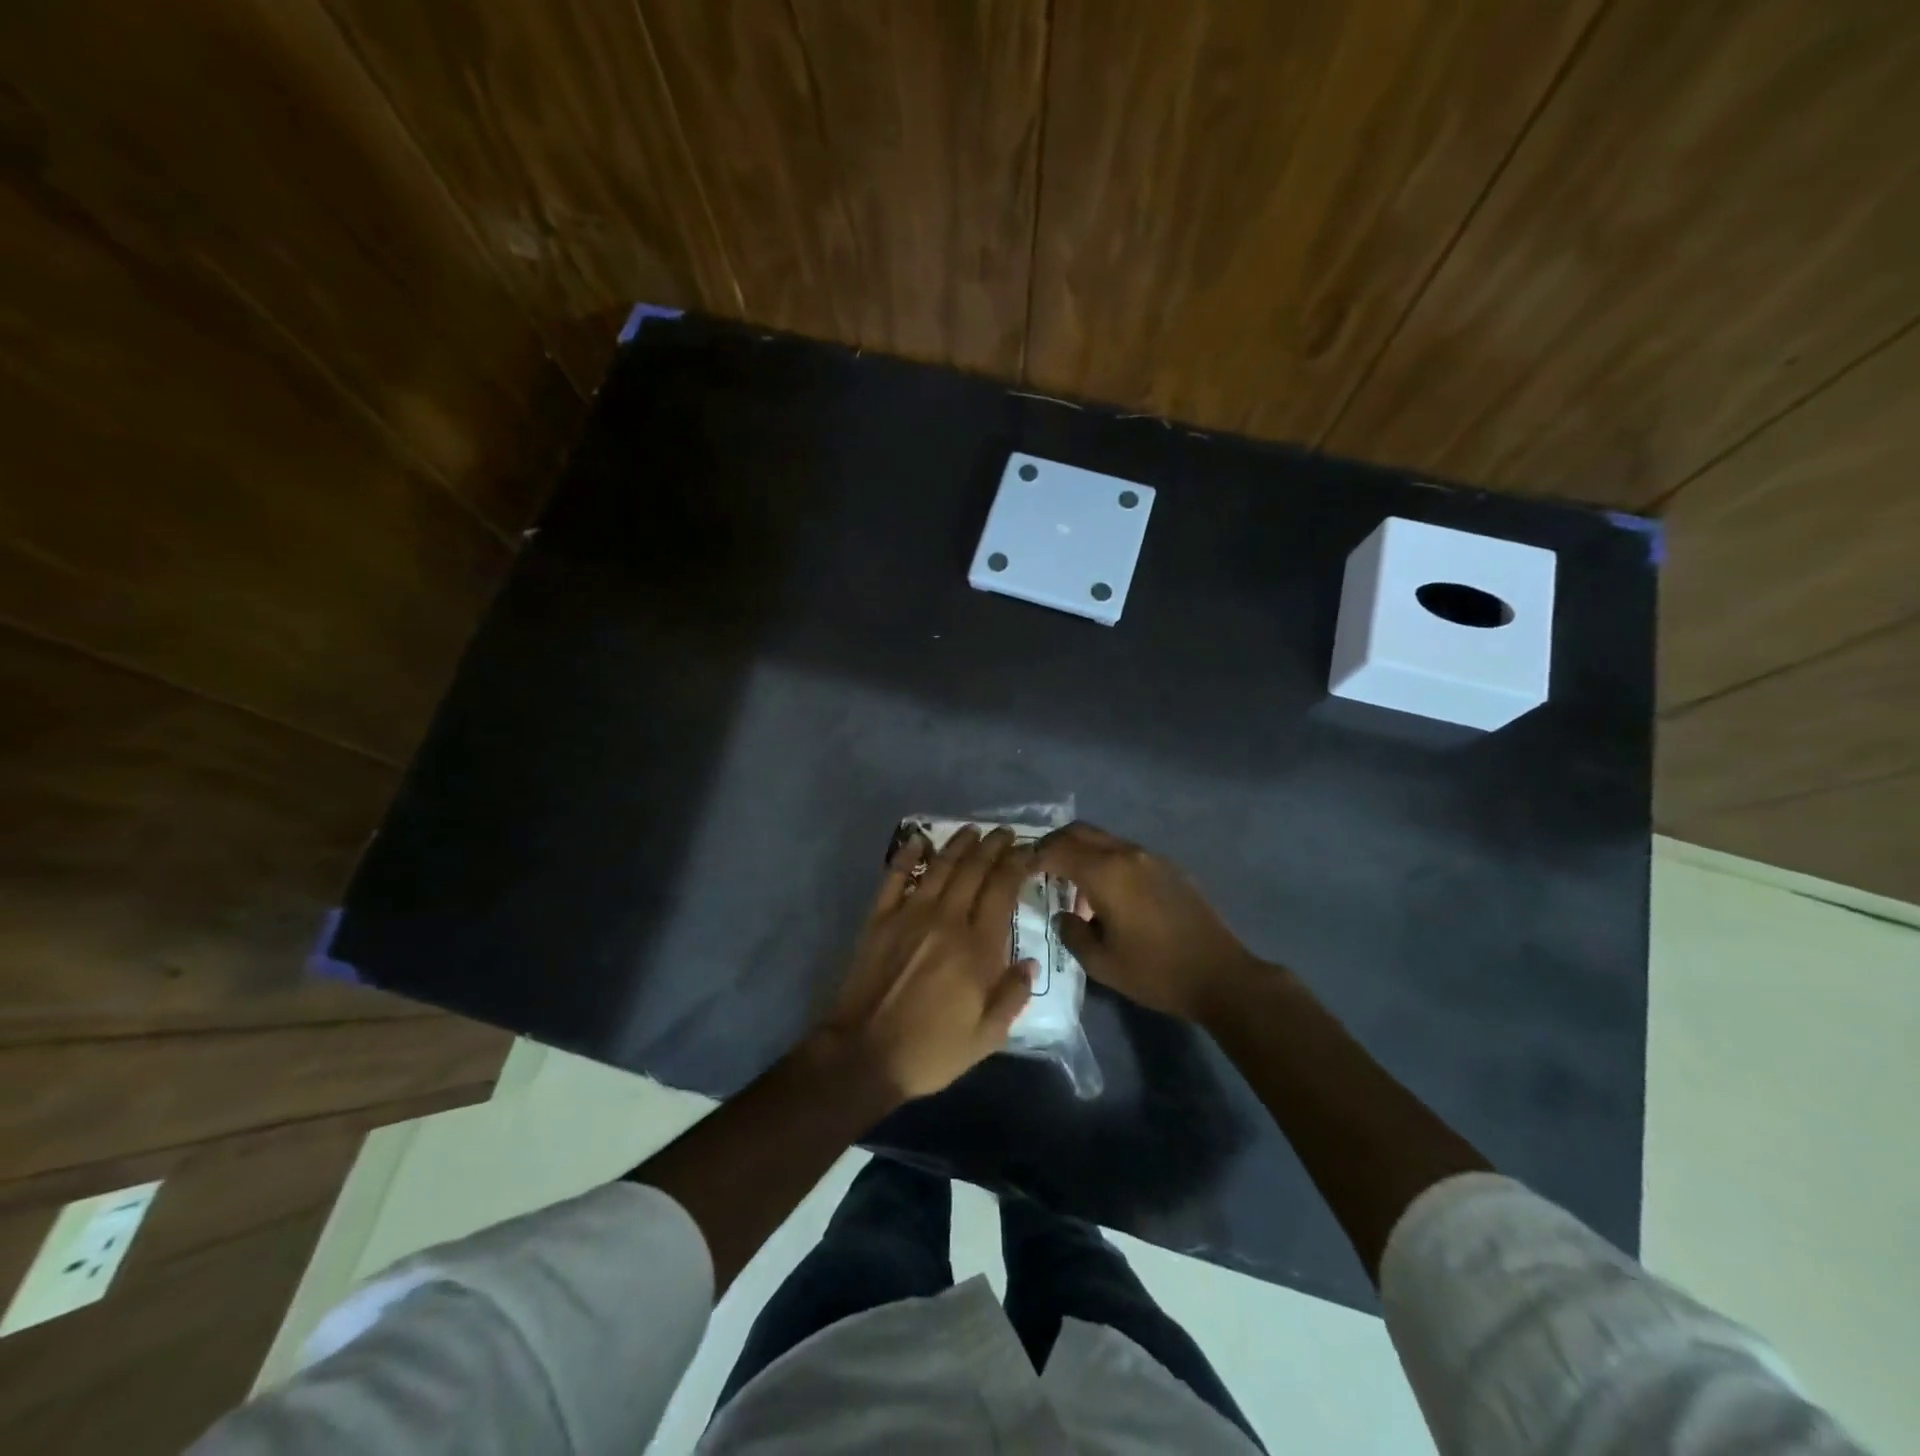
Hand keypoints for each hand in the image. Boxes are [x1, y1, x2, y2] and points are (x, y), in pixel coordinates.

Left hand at [821, 825, 1035, 1101]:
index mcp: (977, 947)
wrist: (865, 1054)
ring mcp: (909, 914)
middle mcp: (947, 920)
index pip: (1002, 889)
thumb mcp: (987, 1036)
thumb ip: (1012, 995)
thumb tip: (1030, 961)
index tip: (1028, 851)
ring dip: (959, 844)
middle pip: (974, 869)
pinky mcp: (879, 918)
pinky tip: (919, 839)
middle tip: (1005, 833)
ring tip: (973, 830)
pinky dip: (907, 853)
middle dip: (993, 846)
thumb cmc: (932, 1050)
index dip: (1017, 864)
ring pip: (940, 866)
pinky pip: (895, 876)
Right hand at [1035, 822, 1265, 1022]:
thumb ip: (1072, 932)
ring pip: (1104, 839)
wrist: (1221, 975)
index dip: (1032, 857)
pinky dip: (1105, 860)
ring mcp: (1151, 857)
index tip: (1017, 869)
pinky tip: (1106, 892)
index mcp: (1105, 873)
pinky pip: (1125, 852)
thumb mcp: (1101, 963)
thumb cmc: (1156, 972)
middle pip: (1079, 832)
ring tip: (1069, 882)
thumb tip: (1064, 915)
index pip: (1057, 850)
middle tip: (1037, 866)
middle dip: (1053, 844)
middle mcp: (1126, 854)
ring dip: (1081, 851)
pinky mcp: (1169, 867)